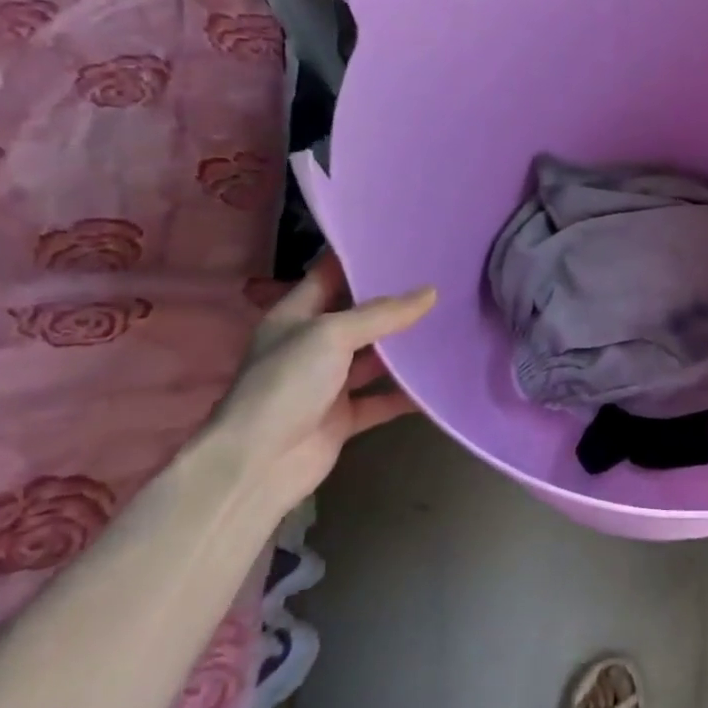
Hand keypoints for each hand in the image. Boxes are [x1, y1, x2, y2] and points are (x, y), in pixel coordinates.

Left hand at [201, 252, 435, 509]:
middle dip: (395, 301)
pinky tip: (440, 380)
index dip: (362, 258)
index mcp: (296, 315)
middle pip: (359, 315)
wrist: (257, 465)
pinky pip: (383, 398)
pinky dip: (408, 393)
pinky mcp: (344, 416)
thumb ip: (382, 314)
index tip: (405, 243)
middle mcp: (312, 345)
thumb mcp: (331, 335)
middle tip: (441, 280)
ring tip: (450, 323)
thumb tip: (430, 292)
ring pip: (375, 357)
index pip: (330, 275)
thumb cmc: (285, 384)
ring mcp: (328, 383)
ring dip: (406, 347)